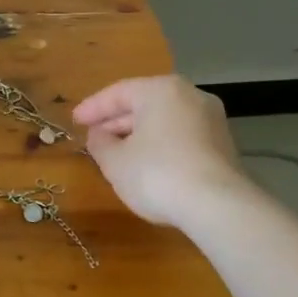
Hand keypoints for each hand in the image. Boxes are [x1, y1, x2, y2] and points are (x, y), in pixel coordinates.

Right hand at [72, 76, 244, 226]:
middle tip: (93, 136)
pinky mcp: (223, 145)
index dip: (92, 108)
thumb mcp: (115, 161)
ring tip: (116, 153)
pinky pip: (181, 137)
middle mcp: (190, 96)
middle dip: (117, 122)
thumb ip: (100, 143)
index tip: (74, 121)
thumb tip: (98, 135)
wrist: (218, 206)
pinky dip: (160, 145)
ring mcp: (211, 120)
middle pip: (144, 104)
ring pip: (164, 121)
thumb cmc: (157, 174)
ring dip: (138, 135)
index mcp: (161, 90)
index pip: (119, 92)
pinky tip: (146, 164)